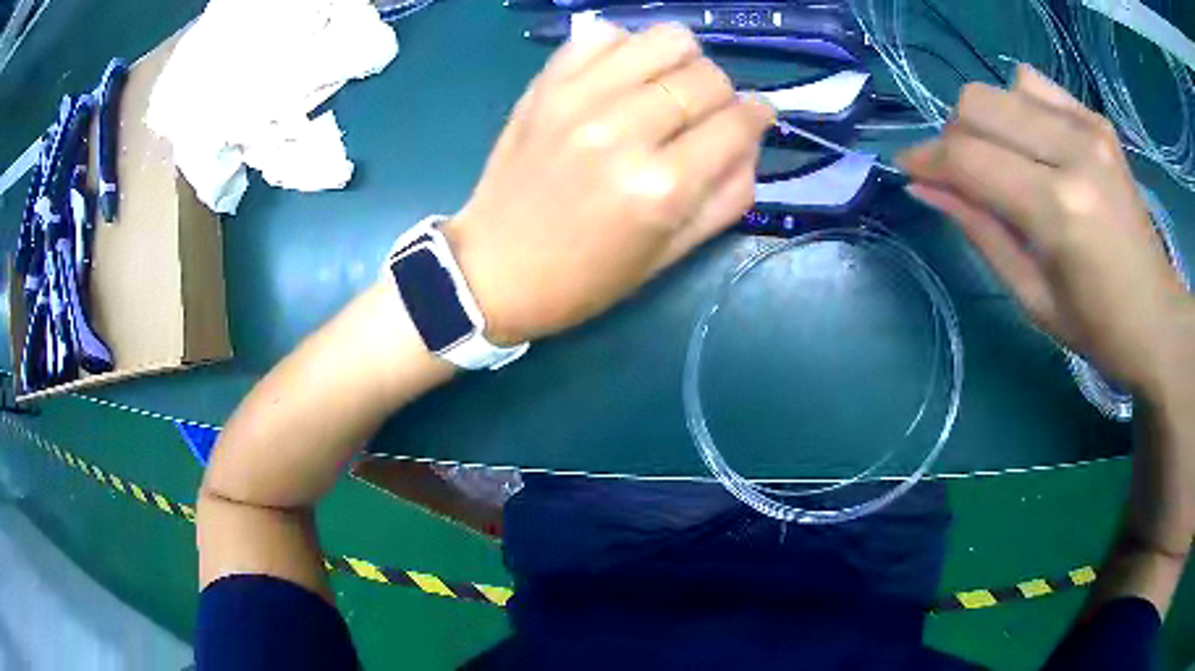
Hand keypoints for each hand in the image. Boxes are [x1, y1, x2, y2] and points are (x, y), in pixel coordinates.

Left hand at [442, 21, 773, 344]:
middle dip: (722, 94)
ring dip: (681, 61)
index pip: (738, 121)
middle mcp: (624, 130)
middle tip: (705, 116)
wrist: (493, 269)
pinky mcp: (546, 85)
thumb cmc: (586, 277)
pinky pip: (604, 34)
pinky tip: (621, 78)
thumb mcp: (671, 255)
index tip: (756, 118)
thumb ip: (728, 196)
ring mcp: (580, 99)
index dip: (759, 116)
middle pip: (707, 76)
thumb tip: (752, 138)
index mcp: (661, 188)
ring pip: (665, 39)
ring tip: (667, 88)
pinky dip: (625, 48)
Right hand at [898, 65, 1191, 395]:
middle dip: (956, 137)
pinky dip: (1020, 107)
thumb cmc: (1097, 327)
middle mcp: (1073, 151)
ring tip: (1005, 161)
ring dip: (989, 122)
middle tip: (965, 177)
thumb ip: (979, 230)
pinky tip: (1034, 143)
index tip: (908, 169)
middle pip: (978, 104)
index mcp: (1058, 209)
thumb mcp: (1031, 297)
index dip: (926, 158)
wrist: (1158, 317)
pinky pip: (1036, 86)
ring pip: (1002, 88)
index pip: (968, 157)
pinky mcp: (1097, 121)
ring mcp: (1089, 128)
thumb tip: (924, 186)